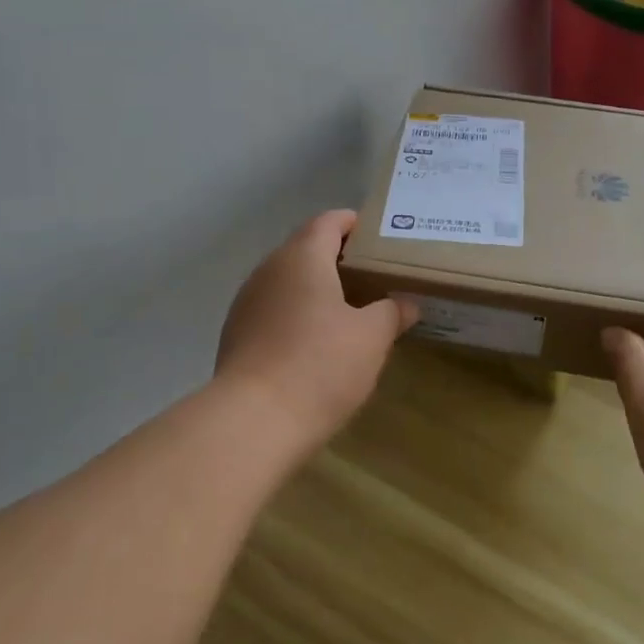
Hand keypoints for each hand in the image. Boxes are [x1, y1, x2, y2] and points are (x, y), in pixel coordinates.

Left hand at [215, 210, 416, 447]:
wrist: (253, 421)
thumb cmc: (321, 365)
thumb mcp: (372, 338)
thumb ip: (392, 312)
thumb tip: (406, 303)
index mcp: (302, 257)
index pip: (329, 222)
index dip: (354, 224)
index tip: (378, 238)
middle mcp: (269, 270)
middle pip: (306, 250)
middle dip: (338, 260)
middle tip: (373, 278)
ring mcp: (247, 302)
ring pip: (287, 282)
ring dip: (315, 289)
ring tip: (349, 311)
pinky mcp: (236, 335)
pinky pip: (273, 311)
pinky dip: (296, 315)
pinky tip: (315, 343)